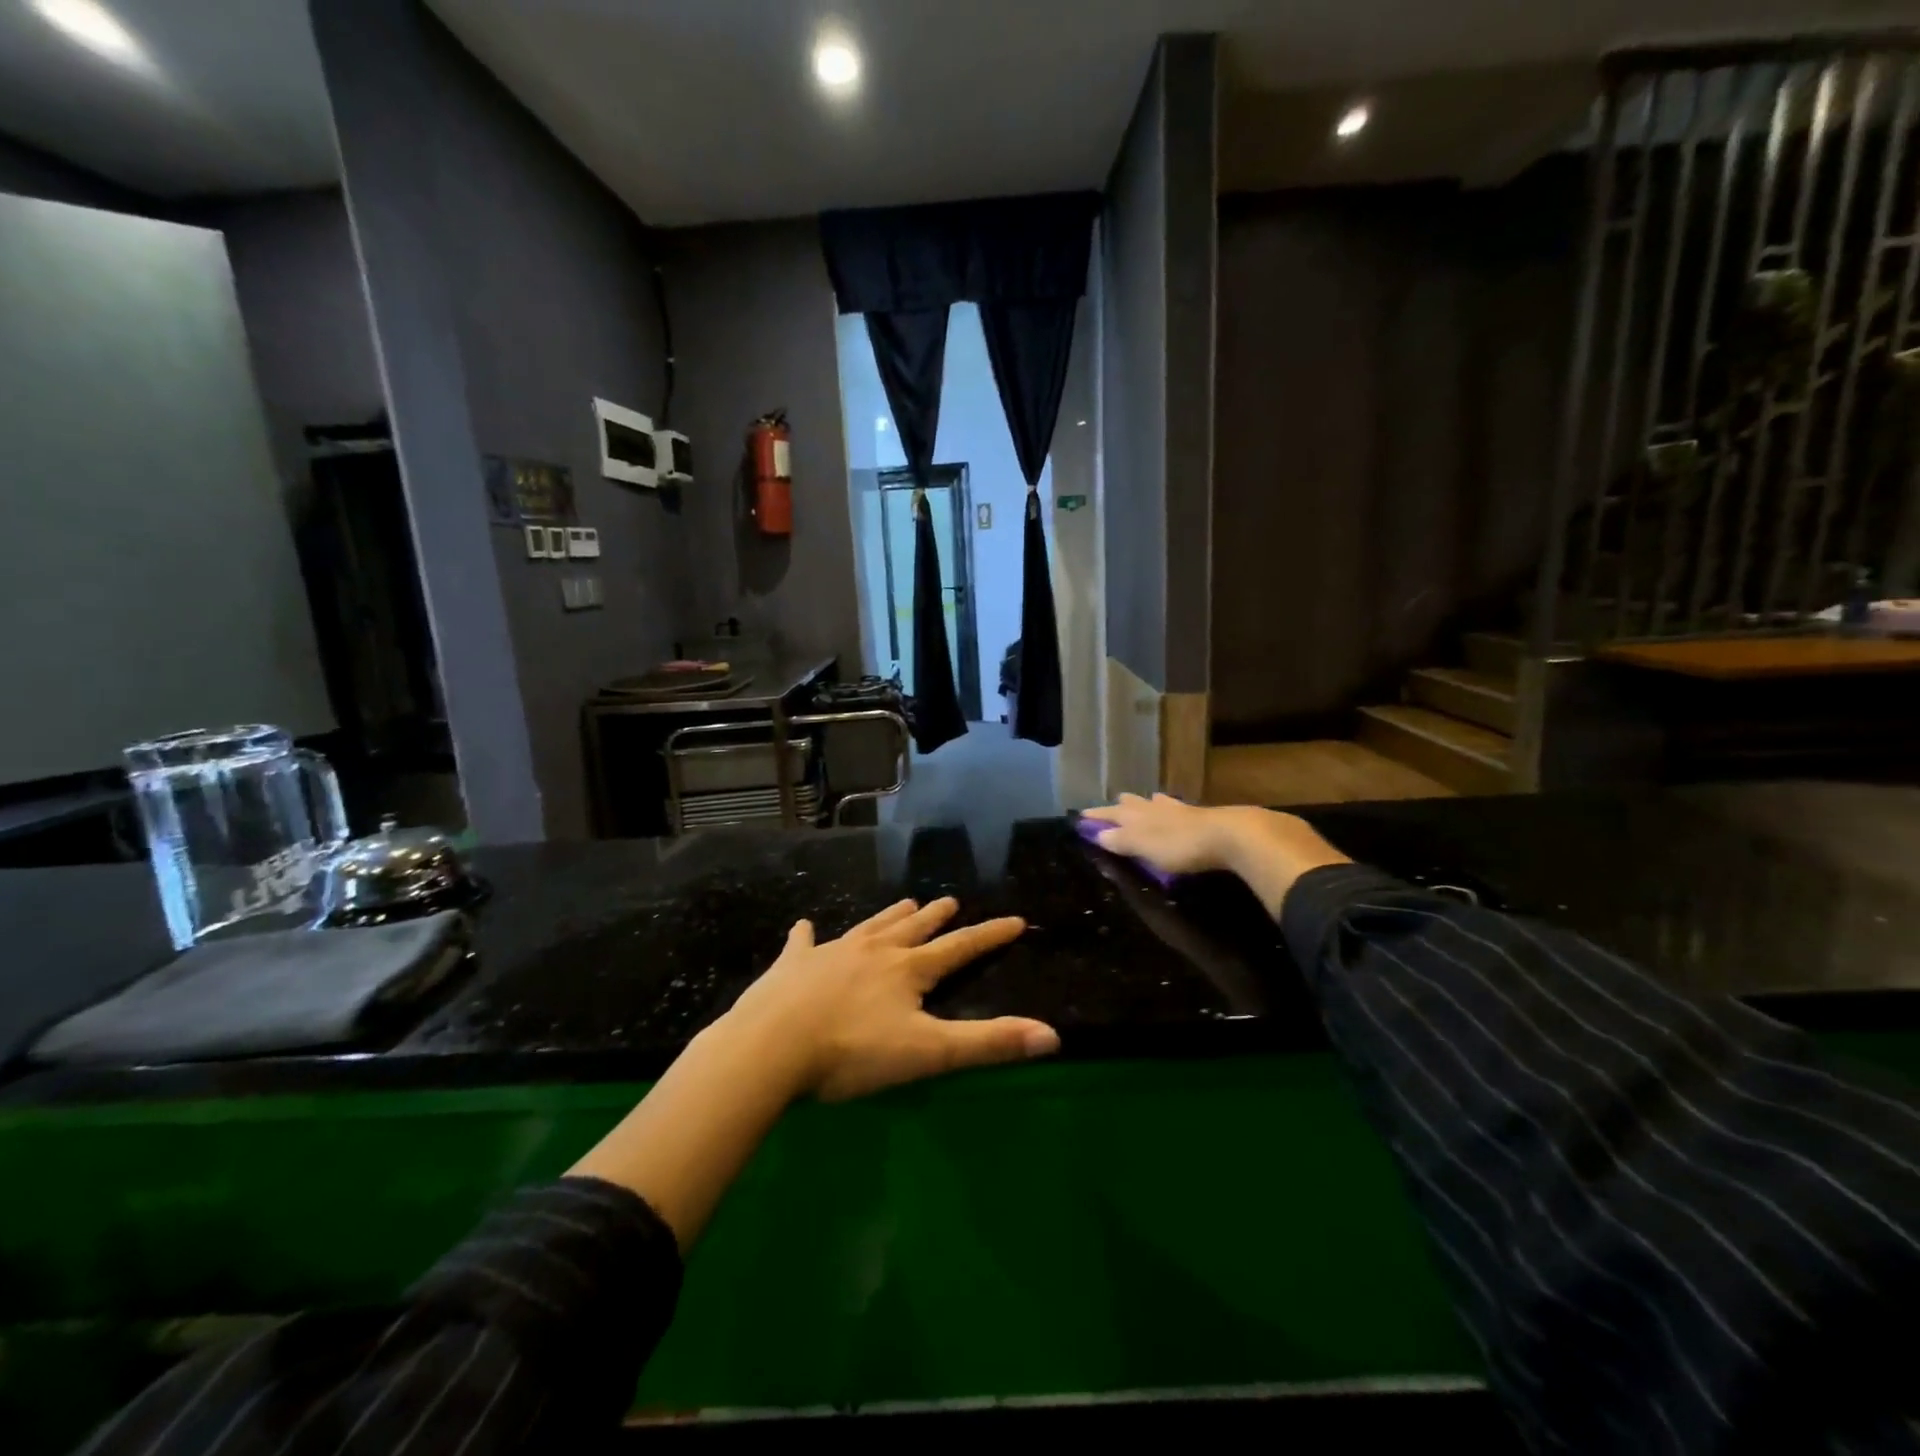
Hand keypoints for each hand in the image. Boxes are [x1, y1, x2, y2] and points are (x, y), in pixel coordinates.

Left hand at [722, 897, 1058, 1102]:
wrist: (772, 1044)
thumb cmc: (853, 1051)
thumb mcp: (928, 1053)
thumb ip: (988, 1043)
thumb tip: (1052, 1035)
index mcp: (908, 970)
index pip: (960, 948)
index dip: (989, 935)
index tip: (1014, 919)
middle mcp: (874, 951)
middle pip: (913, 929)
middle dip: (935, 917)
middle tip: (949, 901)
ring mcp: (831, 953)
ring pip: (869, 927)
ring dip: (889, 917)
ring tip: (905, 904)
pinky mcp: (793, 965)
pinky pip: (803, 943)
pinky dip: (807, 935)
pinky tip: (804, 926)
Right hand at [1080, 795, 1350, 915]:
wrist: (1230, 835)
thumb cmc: (1180, 845)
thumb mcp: (1144, 847)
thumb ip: (1121, 841)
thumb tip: (1099, 835)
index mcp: (1138, 816)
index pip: (1111, 814)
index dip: (1097, 817)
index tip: (1082, 816)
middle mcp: (1156, 809)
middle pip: (1134, 804)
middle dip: (1122, 805)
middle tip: (1115, 803)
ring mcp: (1181, 811)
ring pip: (1158, 804)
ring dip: (1148, 804)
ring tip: (1146, 800)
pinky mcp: (1203, 818)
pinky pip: (1179, 810)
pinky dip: (1171, 809)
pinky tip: (1179, 810)